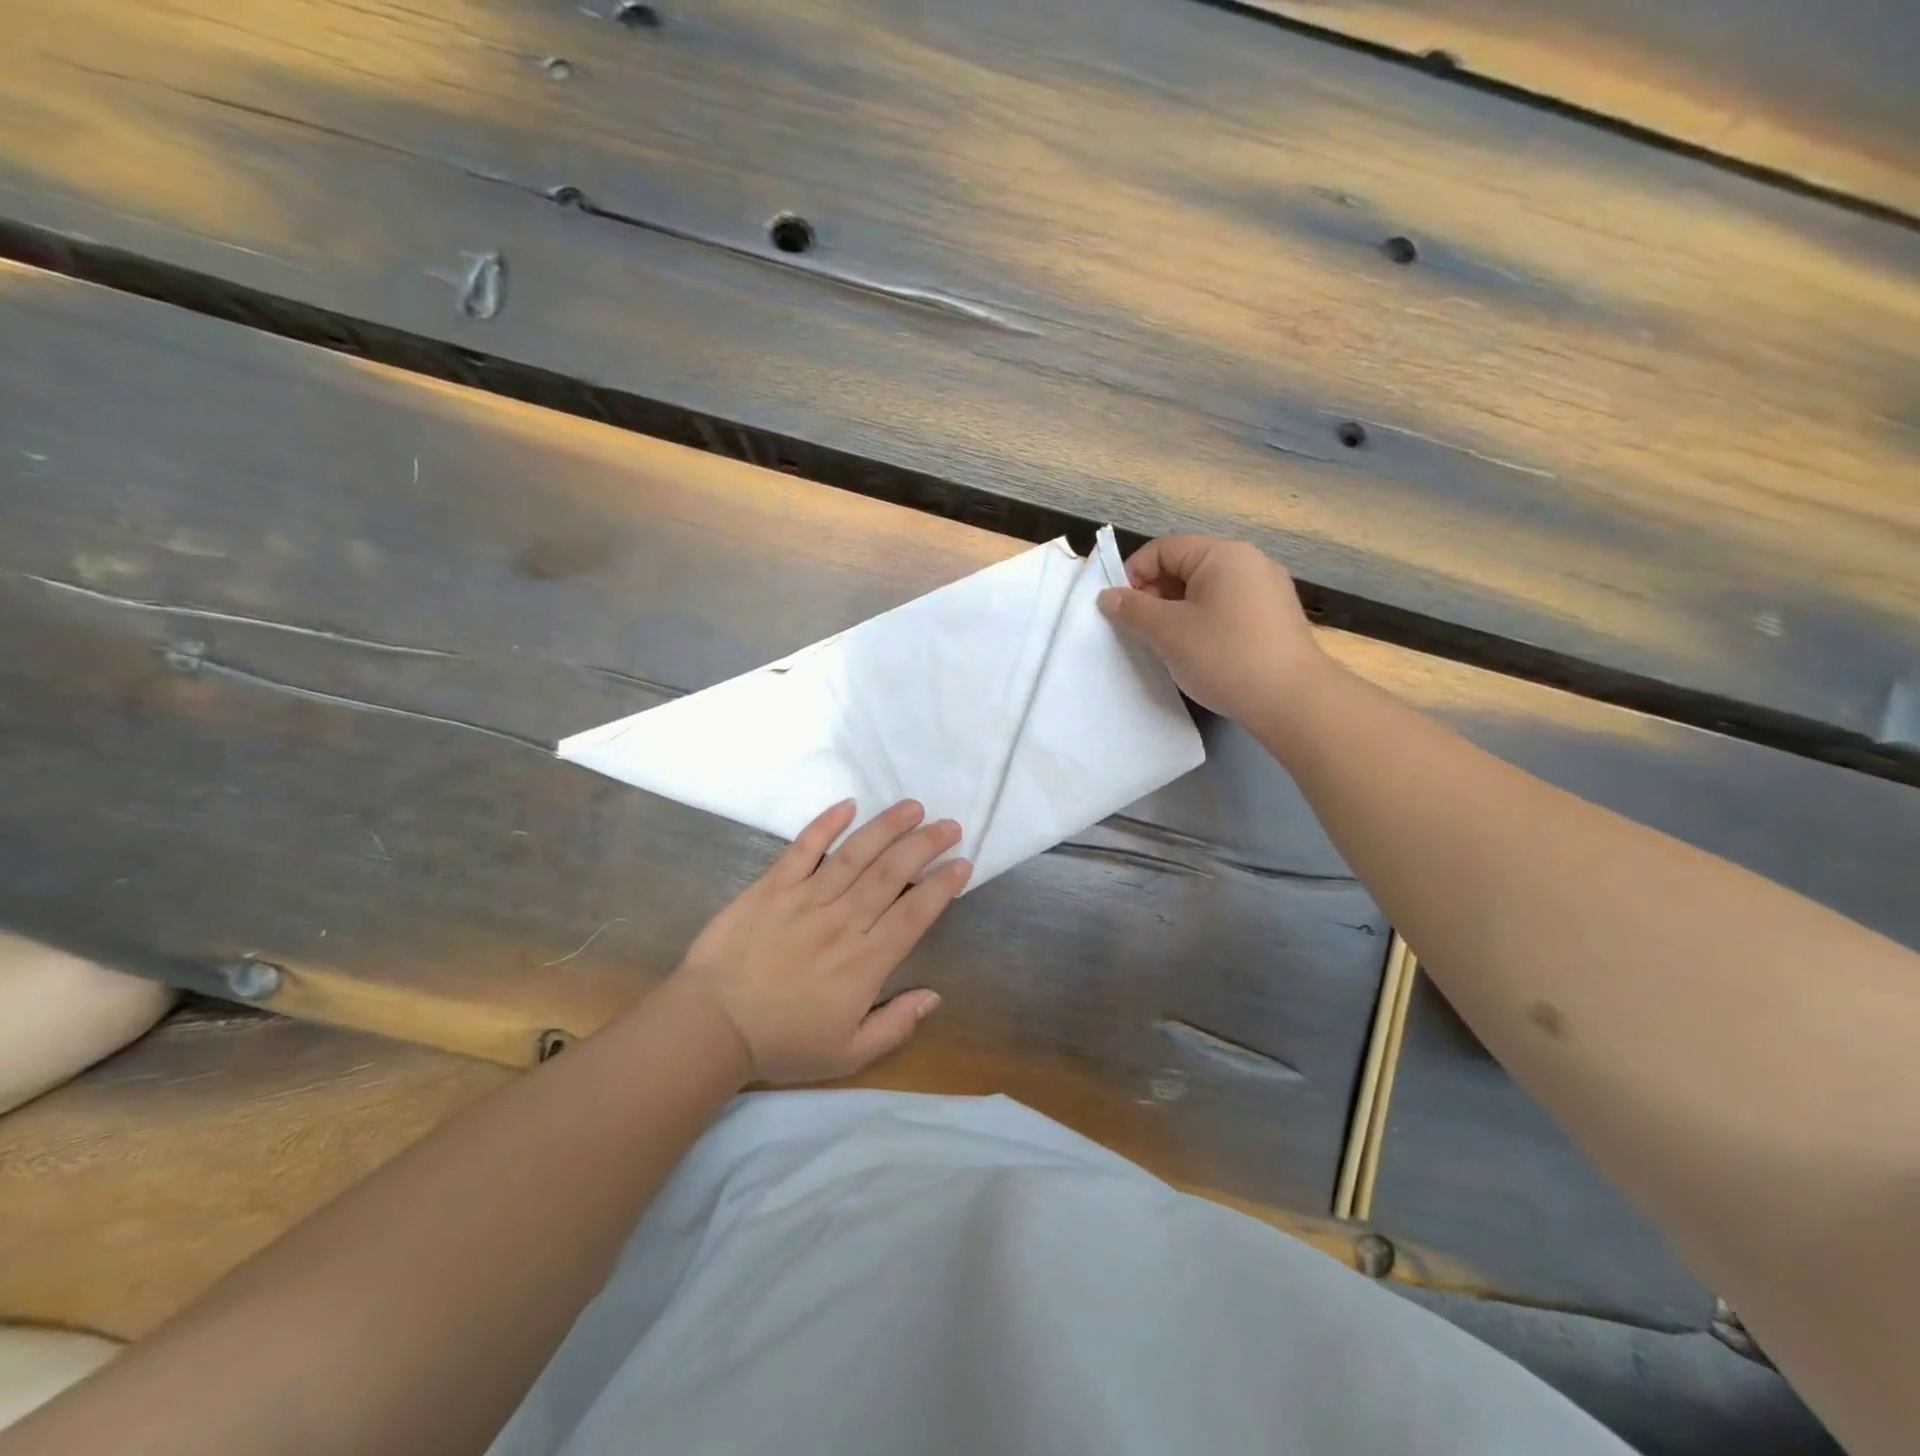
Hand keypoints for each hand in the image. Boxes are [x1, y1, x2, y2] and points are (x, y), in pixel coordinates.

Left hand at [669, 799, 968, 1083]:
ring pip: (856, 854)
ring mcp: (806, 899)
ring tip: (913, 807)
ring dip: (887, 826)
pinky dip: (826, 824)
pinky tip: (848, 804)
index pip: (915, 913)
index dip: (942, 886)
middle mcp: (843, 922)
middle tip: (949, 825)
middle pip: (892, 874)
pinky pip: (803, 848)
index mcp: (865, 961)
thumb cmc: (783, 1042)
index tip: (962, 863)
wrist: (712, 1026)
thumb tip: (934, 995)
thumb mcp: (848, 1054)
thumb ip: (895, 1025)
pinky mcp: (773, 886)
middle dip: (925, 845)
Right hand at [1097, 535, 1328, 722]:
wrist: (1292, 700)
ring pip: (1205, 590)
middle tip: (1139, 630)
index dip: (1133, 574)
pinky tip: (1197, 651)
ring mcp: (1266, 589)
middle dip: (1154, 594)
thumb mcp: (1168, 632)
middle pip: (1185, 566)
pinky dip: (1202, 621)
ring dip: (1176, 611)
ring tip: (1165, 643)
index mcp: (1223, 555)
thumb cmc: (1225, 656)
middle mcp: (1248, 562)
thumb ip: (1133, 610)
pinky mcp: (1274, 617)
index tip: (1118, 609)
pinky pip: (1226, 607)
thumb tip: (1107, 596)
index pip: (1163, 549)